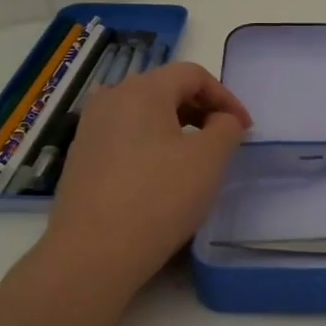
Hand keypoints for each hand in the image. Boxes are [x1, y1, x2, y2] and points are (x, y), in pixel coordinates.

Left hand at [42, 62, 251, 289]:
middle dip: (201, 109)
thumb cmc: (159, 198)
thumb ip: (226, 128)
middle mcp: (110, 98)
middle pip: (165, 89)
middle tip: (224, 140)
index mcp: (142, 90)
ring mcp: (90, 128)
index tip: (244, 128)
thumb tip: (222, 120)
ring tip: (195, 158)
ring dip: (176, 127)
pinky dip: (151, 144)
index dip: (225, 97)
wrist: (93, 252)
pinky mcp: (81, 157)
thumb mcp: (209, 159)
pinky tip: (161, 176)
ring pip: (144, 114)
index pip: (193, 74)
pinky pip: (125, 136)